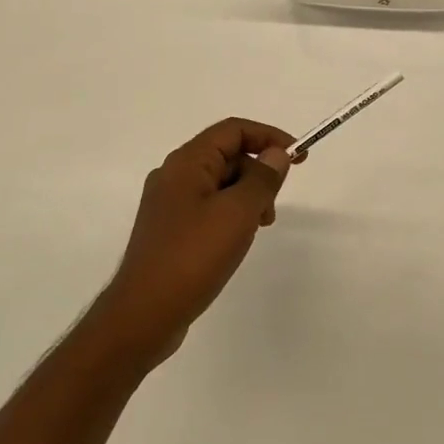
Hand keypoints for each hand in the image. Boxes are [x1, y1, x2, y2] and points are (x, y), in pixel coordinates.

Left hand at [96, 118, 294, 361]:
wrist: (145, 314)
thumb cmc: (193, 256)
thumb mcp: (238, 213)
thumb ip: (262, 179)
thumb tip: (276, 154)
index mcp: (187, 162)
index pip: (233, 130)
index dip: (269, 137)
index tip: (299, 158)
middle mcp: (174, 176)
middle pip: (227, 155)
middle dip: (258, 173)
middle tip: (272, 210)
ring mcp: (169, 204)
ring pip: (220, 184)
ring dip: (247, 197)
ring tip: (257, 229)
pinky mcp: (170, 230)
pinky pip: (208, 208)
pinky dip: (231, 215)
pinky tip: (236, 242)